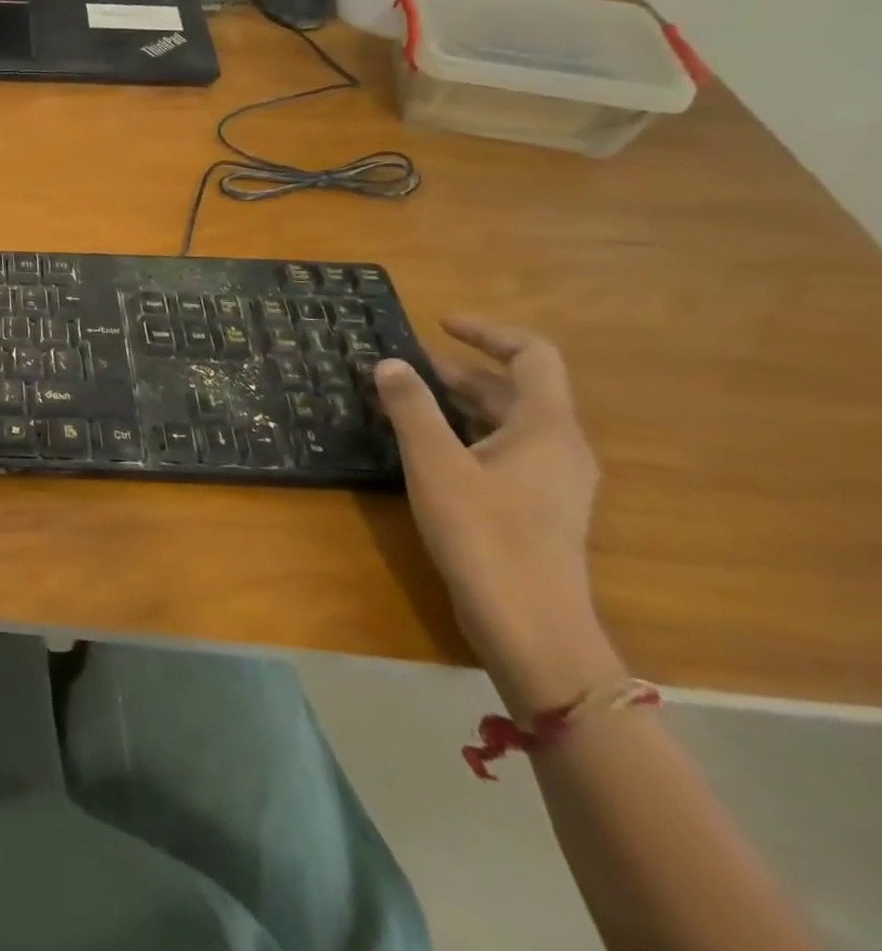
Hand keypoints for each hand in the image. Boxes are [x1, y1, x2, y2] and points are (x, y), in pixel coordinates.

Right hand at [375, 318, 617, 714]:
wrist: (530, 626)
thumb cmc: (484, 534)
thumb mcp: (434, 463)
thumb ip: (411, 407)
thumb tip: (390, 363)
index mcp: (547, 427)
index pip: (532, 355)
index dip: (488, 332)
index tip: (439, 325)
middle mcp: (560, 447)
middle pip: (515, 389)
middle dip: (459, 370)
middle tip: (403, 367)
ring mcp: (554, 481)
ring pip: (507, 422)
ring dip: (459, 403)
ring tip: (407, 401)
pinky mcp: (538, 508)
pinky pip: (503, 450)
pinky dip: (466, 433)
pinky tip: (429, 449)